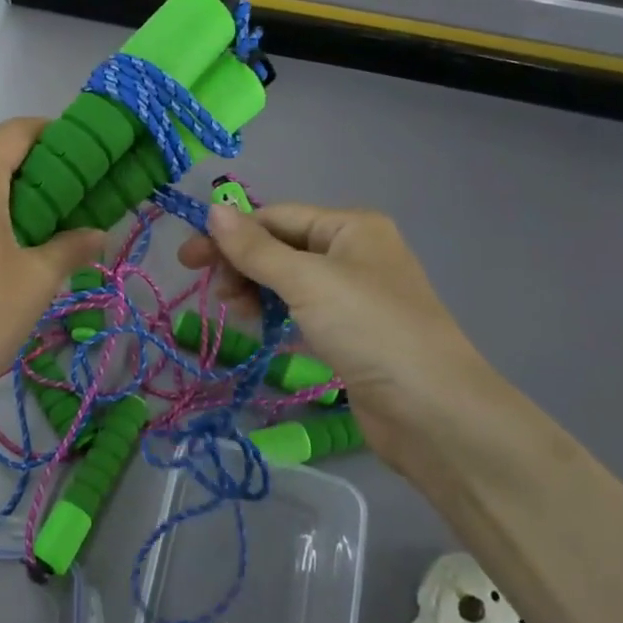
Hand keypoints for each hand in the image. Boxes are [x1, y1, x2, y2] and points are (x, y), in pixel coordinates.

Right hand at [179, 203, 503, 469]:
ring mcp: (355, 295)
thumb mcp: (306, 282)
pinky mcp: (352, 334)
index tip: (188, 259)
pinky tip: (259, 329)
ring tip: (234, 314)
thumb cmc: (369, 330)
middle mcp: (354, 252)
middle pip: (281, 247)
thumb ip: (255, 248)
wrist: (434, 413)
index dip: (230, 234)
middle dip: (242, 264)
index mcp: (350, 227)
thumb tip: (213, 210)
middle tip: (210, 291)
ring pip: (289, 280)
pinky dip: (277, 314)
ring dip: (256, 290)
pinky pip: (303, 311)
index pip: (276, 217)